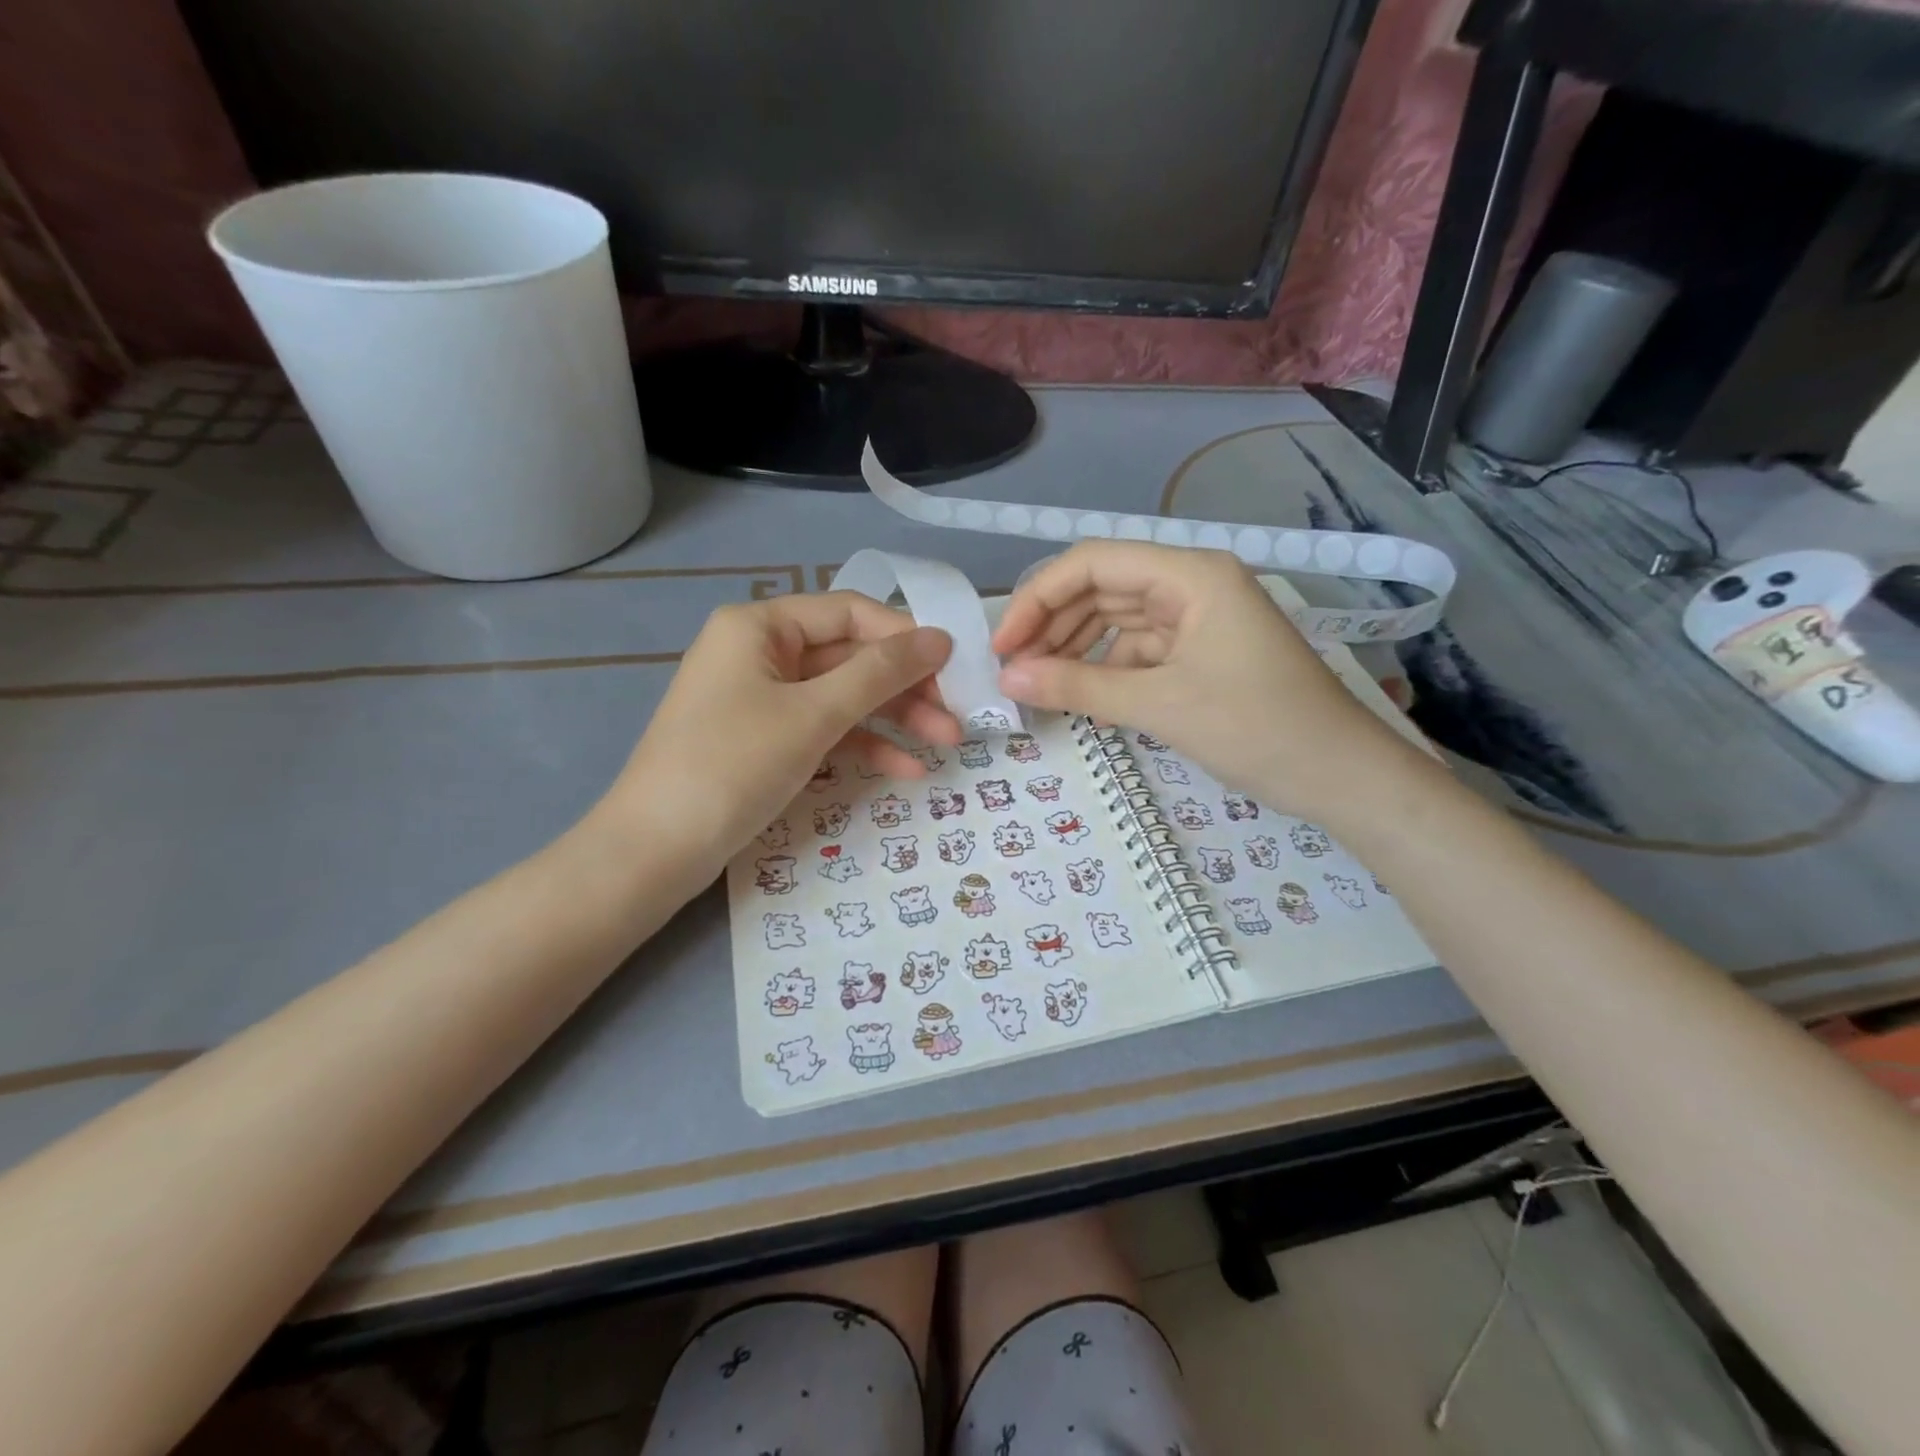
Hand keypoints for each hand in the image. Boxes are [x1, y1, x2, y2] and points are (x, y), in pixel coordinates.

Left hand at [597, 593, 959, 882]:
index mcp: (760, 625)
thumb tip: (941, 638)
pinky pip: (823, 729)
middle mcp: (761, 651)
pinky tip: (906, 769)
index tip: (955, 665)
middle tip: (958, 715)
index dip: (906, 636)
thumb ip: (880, 673)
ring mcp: (762, 697)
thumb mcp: (813, 715)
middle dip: (905, 686)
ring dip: (894, 718)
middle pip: (850, 656)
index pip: (850, 612)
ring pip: (843, 696)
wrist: (656, 851)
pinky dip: (862, 744)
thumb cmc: (733, 765)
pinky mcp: (766, 739)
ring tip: (946, 743)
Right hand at [993, 541, 1425, 823]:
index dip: (1038, 597)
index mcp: (1189, 574)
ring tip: (1037, 682)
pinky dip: (1105, 668)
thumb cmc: (1257, 728)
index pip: (1093, 562)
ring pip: (1117, 619)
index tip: (1004, 645)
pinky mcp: (1202, 652)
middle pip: (1102, 588)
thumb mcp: (1159, 705)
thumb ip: (1077, 686)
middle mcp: (1192, 584)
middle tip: (1013, 670)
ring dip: (1075, 647)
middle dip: (1053, 624)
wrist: (1342, 777)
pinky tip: (1081, 694)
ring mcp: (1198, 618)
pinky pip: (1139, 649)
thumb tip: (1007, 676)